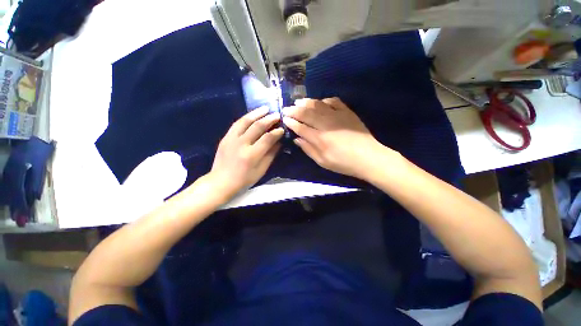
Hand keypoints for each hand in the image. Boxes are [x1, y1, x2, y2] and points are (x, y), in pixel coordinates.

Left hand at [208, 106, 283, 199]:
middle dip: (269, 119)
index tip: (282, 129)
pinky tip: (252, 114)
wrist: (221, 181)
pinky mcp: (225, 137)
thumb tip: (279, 142)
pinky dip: (246, 117)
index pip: (267, 138)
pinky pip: (236, 124)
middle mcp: (241, 144)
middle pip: (257, 127)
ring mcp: (231, 139)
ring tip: (266, 108)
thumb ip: (271, 155)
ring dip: (257, 113)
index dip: (276, 132)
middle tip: (277, 115)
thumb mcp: (261, 170)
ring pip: (245, 121)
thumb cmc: (244, 179)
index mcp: (252, 155)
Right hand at [283, 97, 389, 178]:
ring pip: (318, 105)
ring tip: (298, 102)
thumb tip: (297, 139)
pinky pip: (333, 101)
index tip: (284, 119)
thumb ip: (308, 149)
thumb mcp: (323, 162)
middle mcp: (326, 124)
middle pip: (306, 113)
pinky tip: (320, 102)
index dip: (291, 122)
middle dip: (294, 110)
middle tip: (286, 108)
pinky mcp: (347, 112)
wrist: (368, 157)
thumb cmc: (343, 163)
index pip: (300, 127)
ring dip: (306, 102)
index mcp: (319, 138)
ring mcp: (337, 116)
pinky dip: (324, 100)